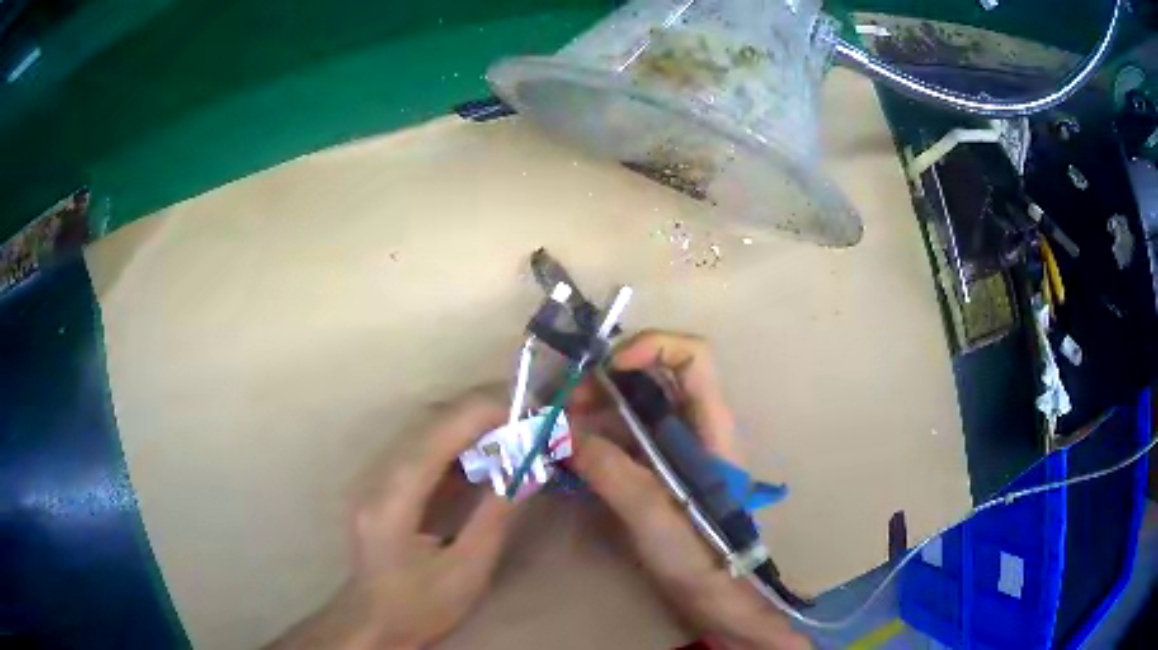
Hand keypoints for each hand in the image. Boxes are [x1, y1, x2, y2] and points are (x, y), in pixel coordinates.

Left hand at [267, 393, 520, 649]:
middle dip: (478, 415)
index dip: (479, 415)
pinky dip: (454, 447)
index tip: (526, 409)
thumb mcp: (468, 569)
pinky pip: (421, 453)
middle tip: (526, 419)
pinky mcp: (382, 488)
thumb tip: (529, 468)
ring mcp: (375, 481)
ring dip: (467, 427)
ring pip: (423, 434)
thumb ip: (495, 515)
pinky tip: (481, 456)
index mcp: (393, 501)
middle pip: (427, 426)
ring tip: (511, 432)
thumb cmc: (422, 606)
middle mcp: (377, 480)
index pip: (436, 437)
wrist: (375, 624)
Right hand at [568, 331, 808, 649]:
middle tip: (565, 408)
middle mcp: (694, 427)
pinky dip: (595, 440)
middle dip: (606, 383)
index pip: (692, 356)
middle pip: (653, 378)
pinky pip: (624, 440)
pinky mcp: (657, 473)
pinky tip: (568, 456)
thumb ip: (610, 471)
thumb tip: (563, 434)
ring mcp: (675, 451)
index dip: (650, 346)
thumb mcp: (653, 513)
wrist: (715, 596)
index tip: (606, 370)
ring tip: (558, 433)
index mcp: (710, 426)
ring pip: (634, 409)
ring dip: (595, 412)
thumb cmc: (699, 555)